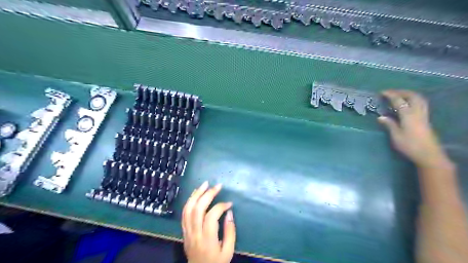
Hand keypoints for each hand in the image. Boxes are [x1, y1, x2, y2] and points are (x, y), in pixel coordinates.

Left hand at [180, 182, 235, 262]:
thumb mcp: (228, 251)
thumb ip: (230, 232)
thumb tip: (229, 212)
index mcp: (207, 239)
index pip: (211, 216)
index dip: (220, 206)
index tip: (229, 203)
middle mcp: (195, 233)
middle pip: (198, 209)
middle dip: (208, 194)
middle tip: (217, 185)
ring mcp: (187, 232)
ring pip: (188, 209)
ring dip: (196, 194)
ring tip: (205, 184)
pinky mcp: (184, 231)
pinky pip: (184, 213)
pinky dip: (189, 201)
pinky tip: (195, 194)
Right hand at [375, 91, 448, 168]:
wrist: (429, 154)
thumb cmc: (410, 146)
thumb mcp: (396, 136)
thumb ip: (389, 125)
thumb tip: (380, 117)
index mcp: (408, 116)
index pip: (399, 101)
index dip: (390, 95)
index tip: (382, 92)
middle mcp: (417, 113)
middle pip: (412, 96)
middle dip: (401, 92)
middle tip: (391, 92)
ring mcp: (423, 115)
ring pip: (419, 99)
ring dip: (409, 94)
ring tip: (399, 95)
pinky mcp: (426, 119)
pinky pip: (421, 104)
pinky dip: (413, 99)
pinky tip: (408, 104)